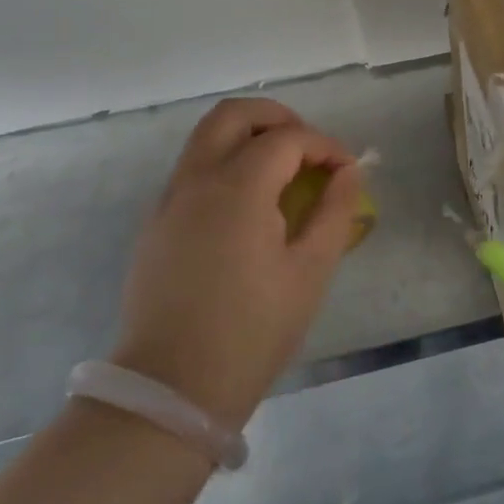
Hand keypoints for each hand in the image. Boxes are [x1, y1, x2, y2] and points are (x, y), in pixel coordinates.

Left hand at [114, 99, 364, 432]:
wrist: (170, 390)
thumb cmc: (252, 331)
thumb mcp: (310, 271)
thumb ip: (335, 211)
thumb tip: (348, 172)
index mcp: (237, 187)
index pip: (288, 138)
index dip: (325, 146)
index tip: (348, 170)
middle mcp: (196, 179)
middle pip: (234, 114)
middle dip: (278, 118)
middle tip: (308, 148)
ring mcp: (169, 199)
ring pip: (207, 137)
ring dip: (248, 137)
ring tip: (283, 172)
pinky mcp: (155, 223)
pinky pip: (193, 168)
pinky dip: (225, 162)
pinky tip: (250, 204)